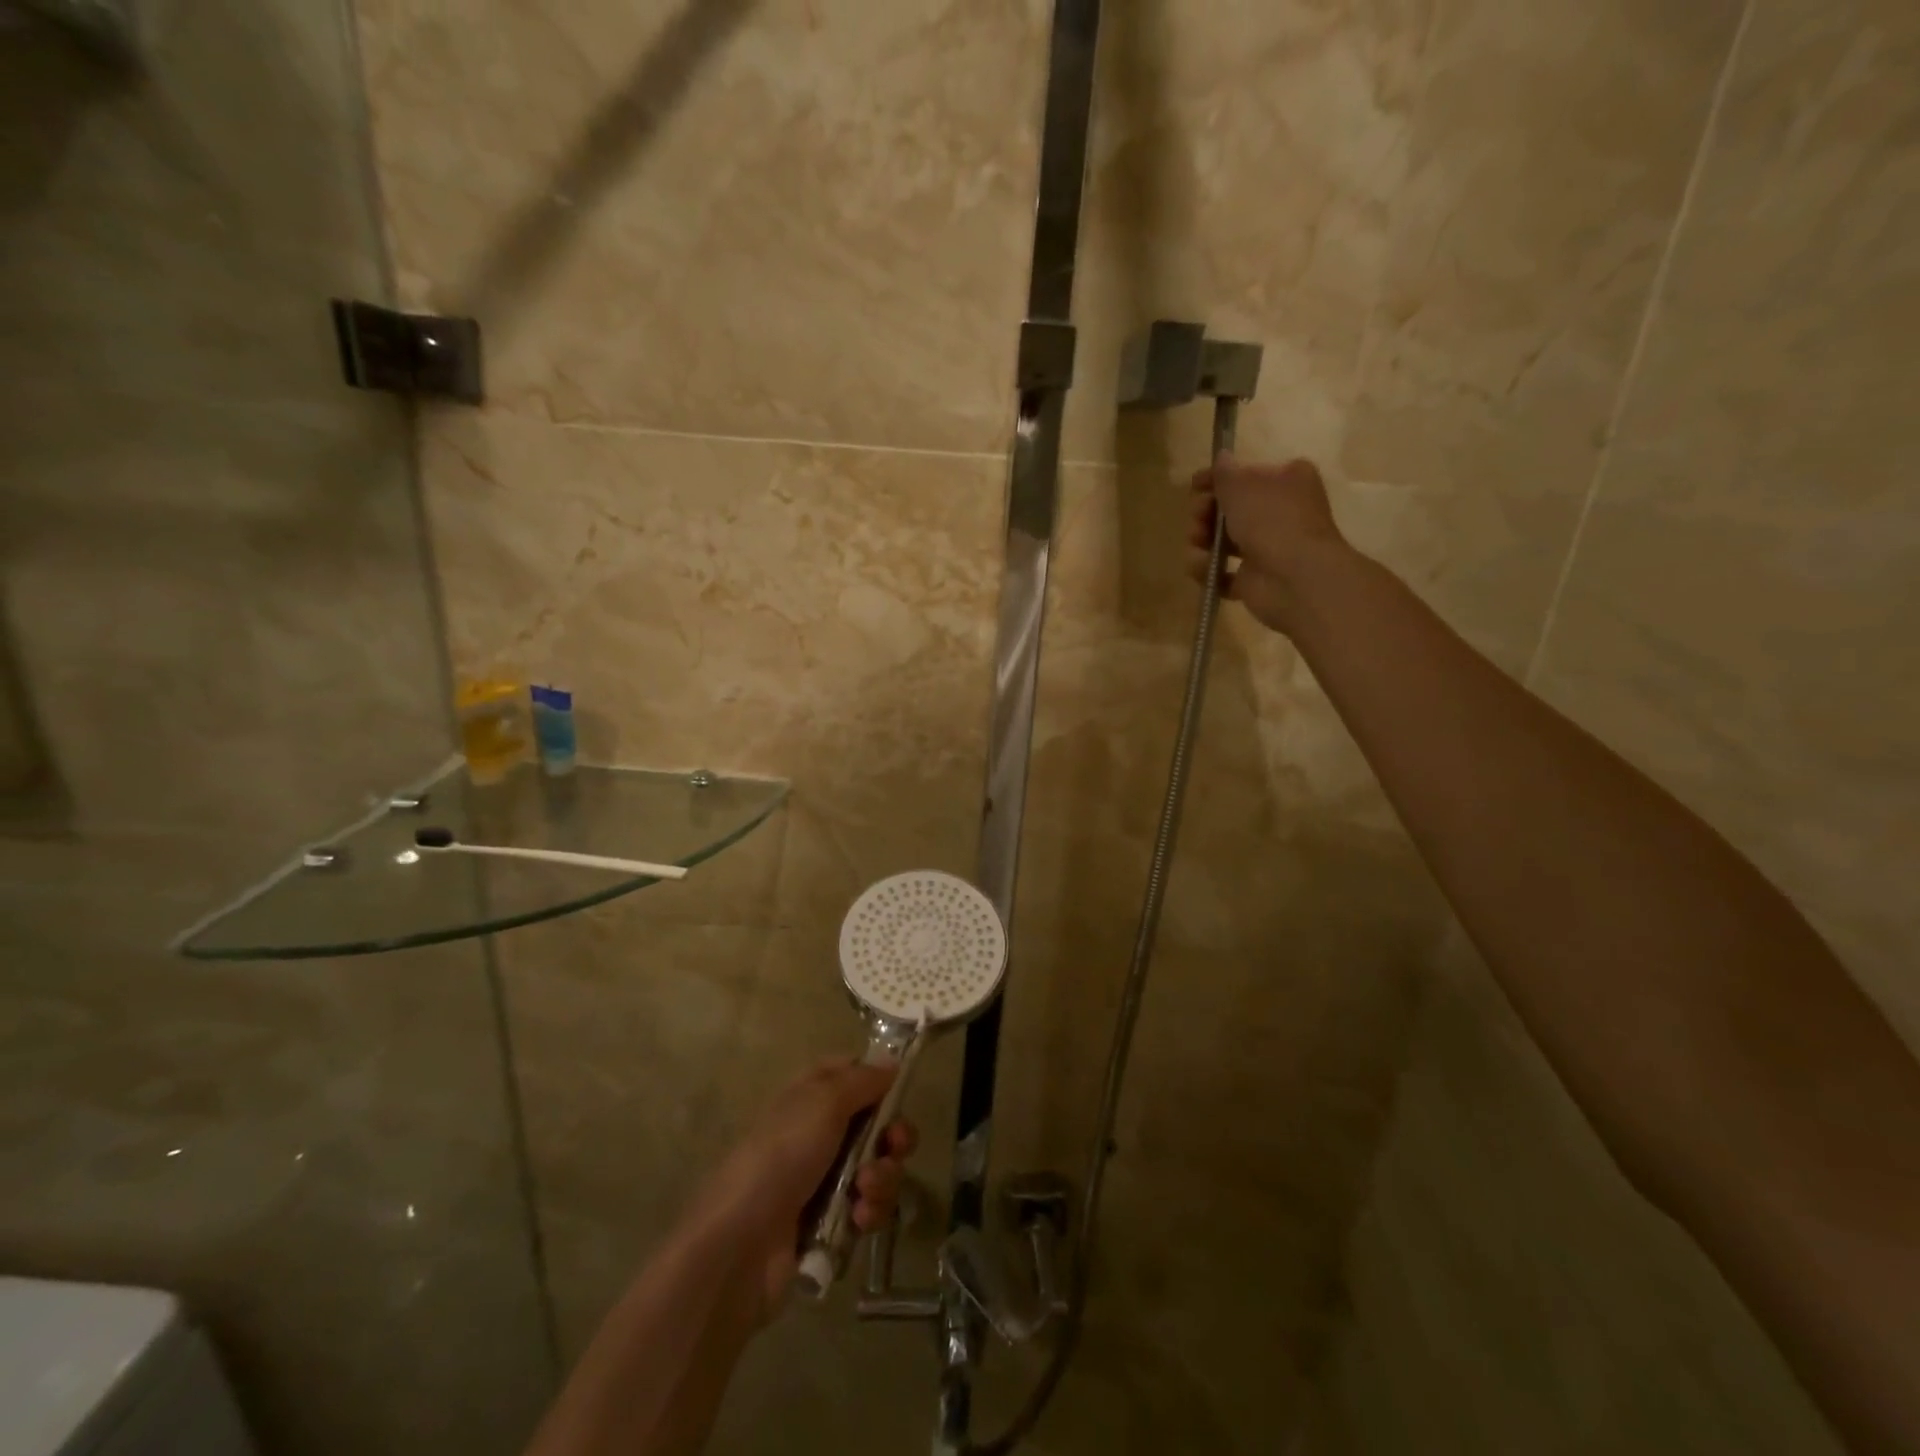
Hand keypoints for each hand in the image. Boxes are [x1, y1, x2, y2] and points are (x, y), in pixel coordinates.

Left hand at [689, 1060, 917, 1319]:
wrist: (742, 1245)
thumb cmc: (782, 1155)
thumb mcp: (824, 1101)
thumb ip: (863, 1079)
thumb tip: (891, 1062)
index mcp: (811, 1096)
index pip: (852, 1074)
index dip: (877, 1081)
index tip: (897, 1092)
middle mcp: (819, 1133)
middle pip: (876, 1125)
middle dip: (894, 1137)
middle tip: (894, 1146)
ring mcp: (825, 1180)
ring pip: (878, 1168)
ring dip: (882, 1178)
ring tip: (864, 1191)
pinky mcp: (831, 1224)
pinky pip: (868, 1209)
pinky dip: (870, 1212)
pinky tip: (859, 1219)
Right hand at [1188, 454, 1347, 633]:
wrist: (1293, 577)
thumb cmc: (1271, 521)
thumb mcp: (1241, 485)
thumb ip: (1224, 472)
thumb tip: (1221, 457)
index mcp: (1287, 481)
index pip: (1246, 475)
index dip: (1216, 480)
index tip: (1194, 486)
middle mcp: (1280, 513)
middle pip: (1229, 511)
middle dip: (1205, 515)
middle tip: (1197, 520)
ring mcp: (1267, 549)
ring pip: (1222, 543)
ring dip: (1202, 544)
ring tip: (1198, 549)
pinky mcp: (1254, 580)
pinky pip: (1222, 573)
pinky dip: (1209, 572)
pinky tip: (1204, 570)